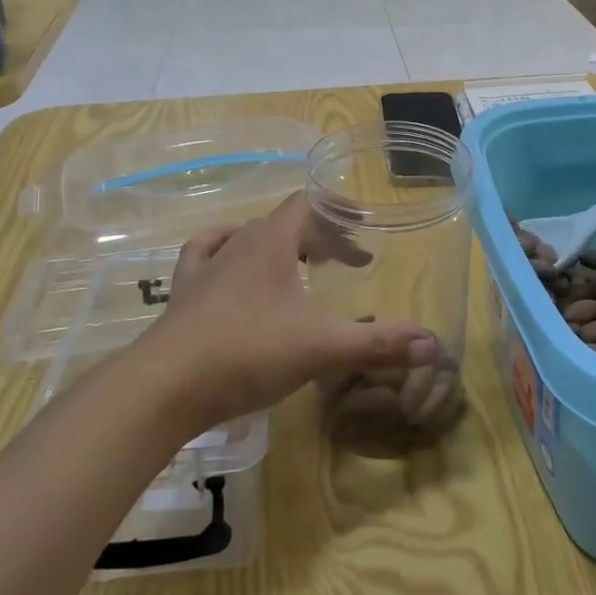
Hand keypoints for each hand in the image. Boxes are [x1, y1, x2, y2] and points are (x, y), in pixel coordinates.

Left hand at [137, 193, 437, 431]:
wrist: (161, 389)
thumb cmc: (246, 353)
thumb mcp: (321, 348)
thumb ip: (378, 345)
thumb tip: (433, 345)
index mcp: (271, 242)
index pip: (308, 205)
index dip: (338, 212)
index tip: (365, 230)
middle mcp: (237, 245)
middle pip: (284, 223)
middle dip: (320, 238)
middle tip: (348, 263)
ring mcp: (204, 271)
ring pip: (245, 239)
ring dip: (277, 247)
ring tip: (298, 266)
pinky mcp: (182, 298)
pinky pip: (204, 260)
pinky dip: (224, 256)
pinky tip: (230, 270)